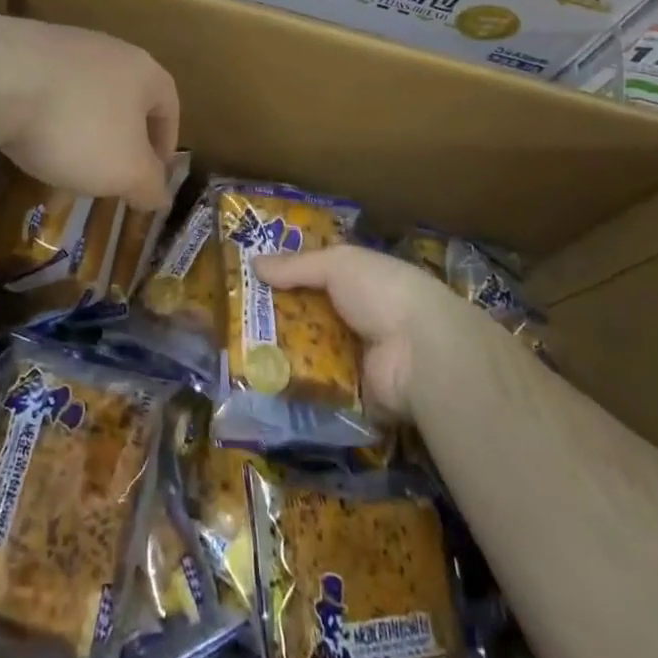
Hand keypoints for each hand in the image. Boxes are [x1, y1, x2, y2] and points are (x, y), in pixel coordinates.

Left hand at [0, 17, 180, 210]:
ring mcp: (65, 43)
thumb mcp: (125, 170)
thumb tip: (160, 196)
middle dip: (121, 138)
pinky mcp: (23, 48)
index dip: (165, 144)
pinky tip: (29, 138)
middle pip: (126, 97)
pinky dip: (46, 115)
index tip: (152, 176)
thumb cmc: (77, 126)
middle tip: (110, 174)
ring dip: (82, 127)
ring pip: (85, 93)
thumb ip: (149, 185)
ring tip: (65, 161)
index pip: (169, 106)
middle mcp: (109, 49)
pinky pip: (47, 87)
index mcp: (144, 71)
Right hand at [254, 245, 460, 416]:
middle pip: (310, 316)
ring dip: (283, 354)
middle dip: (278, 318)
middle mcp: (359, 317)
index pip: (317, 276)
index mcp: (359, 280)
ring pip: (312, 354)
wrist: (422, 352)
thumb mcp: (336, 264)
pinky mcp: (357, 396)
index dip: (286, 277)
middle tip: (236, 322)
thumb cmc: (380, 291)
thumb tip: (254, 262)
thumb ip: (296, 266)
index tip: (251, 281)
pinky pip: (321, 390)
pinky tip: (262, 386)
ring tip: (240, 355)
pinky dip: (297, 388)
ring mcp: (358, 358)